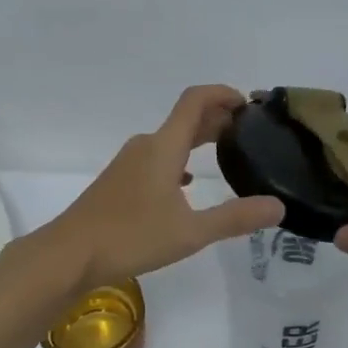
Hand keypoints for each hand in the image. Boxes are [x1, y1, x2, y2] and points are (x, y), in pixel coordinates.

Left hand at [43, 85, 284, 287]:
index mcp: (163, 147)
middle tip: (249, 133)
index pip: (195, 101)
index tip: (249, 104)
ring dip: (198, 140)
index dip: (223, 94)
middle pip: (185, 119)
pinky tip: (187, 184)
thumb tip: (279, 207)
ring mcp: (129, 163)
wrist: (69, 254)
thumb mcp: (190, 231)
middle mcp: (146, 146)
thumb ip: (235, 218)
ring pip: (170, 140)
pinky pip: (157, 158)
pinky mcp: (119, 181)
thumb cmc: (130, 237)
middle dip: (218, 119)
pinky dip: (179, 160)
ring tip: (225, 153)